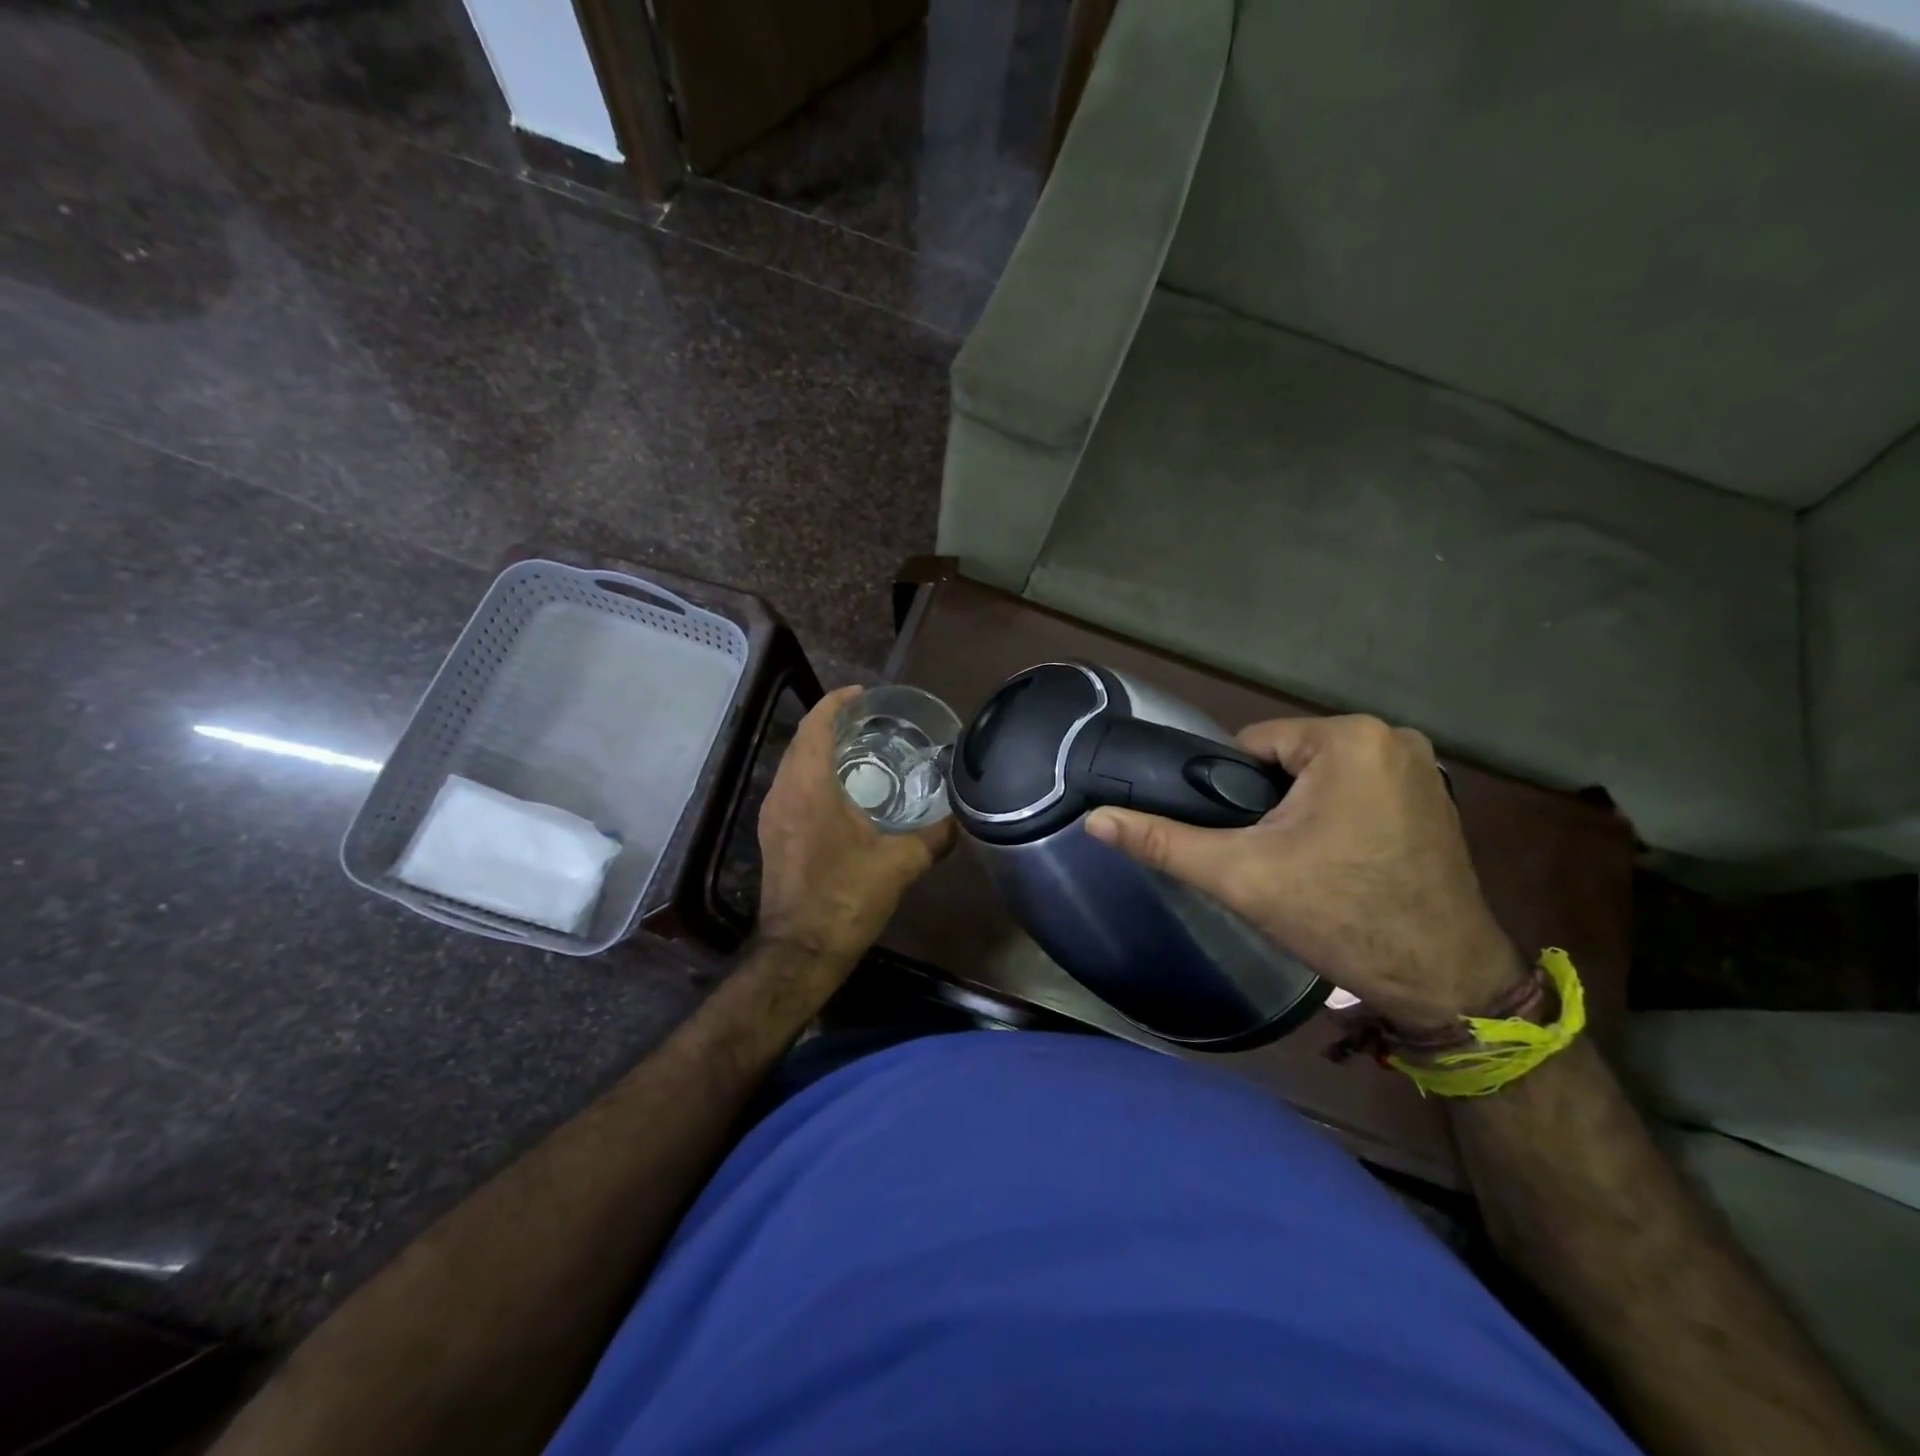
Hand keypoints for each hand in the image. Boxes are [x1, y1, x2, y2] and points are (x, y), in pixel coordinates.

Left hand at [756, 686, 955, 961]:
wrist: (801, 950)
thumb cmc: (847, 897)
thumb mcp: (901, 863)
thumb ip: (935, 836)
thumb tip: (962, 817)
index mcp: (809, 787)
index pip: (816, 726)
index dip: (837, 702)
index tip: (864, 693)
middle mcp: (783, 792)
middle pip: (802, 741)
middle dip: (832, 723)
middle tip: (871, 719)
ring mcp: (772, 815)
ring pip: (793, 765)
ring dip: (820, 750)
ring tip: (860, 748)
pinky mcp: (773, 835)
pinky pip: (791, 788)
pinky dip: (813, 775)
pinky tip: (842, 790)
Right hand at [1086, 714, 1523, 1029]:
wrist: (1443, 980)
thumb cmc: (1339, 916)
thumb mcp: (1239, 876)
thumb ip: (1163, 842)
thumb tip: (1094, 818)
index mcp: (1347, 737)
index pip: (1251, 746)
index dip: (1230, 793)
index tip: (1239, 839)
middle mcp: (1392, 736)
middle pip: (1287, 760)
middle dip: (1267, 804)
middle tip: (1269, 859)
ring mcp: (1421, 765)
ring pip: (1320, 776)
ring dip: (1300, 810)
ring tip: (1302, 864)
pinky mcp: (1435, 795)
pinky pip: (1357, 789)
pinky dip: (1337, 815)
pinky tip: (1338, 860)